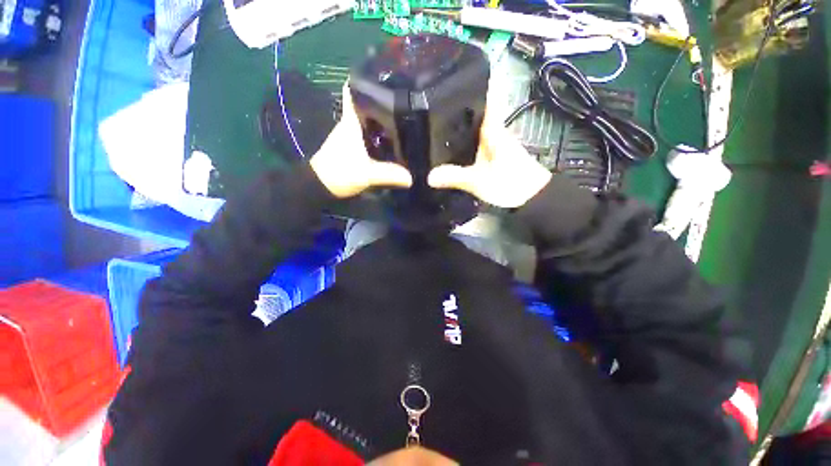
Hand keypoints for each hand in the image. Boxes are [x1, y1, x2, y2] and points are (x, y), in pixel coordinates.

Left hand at [310, 83, 412, 197]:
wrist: (321, 186)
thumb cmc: (340, 172)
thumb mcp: (366, 174)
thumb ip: (388, 174)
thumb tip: (412, 177)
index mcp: (351, 123)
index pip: (354, 92)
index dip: (365, 79)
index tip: (384, 74)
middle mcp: (351, 124)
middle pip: (366, 105)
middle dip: (382, 99)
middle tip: (405, 97)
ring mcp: (351, 135)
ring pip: (368, 119)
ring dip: (382, 116)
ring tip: (404, 114)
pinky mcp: (353, 146)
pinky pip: (369, 133)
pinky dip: (379, 131)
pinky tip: (393, 136)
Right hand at [427, 89, 551, 208]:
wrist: (532, 198)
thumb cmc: (511, 184)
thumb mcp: (481, 181)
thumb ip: (456, 177)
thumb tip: (429, 176)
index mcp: (493, 130)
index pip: (485, 99)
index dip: (473, 84)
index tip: (455, 74)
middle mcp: (493, 133)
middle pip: (474, 113)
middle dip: (456, 105)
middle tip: (431, 101)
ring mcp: (493, 145)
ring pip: (473, 128)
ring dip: (458, 123)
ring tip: (433, 121)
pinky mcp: (492, 156)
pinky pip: (474, 143)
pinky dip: (462, 141)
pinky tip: (449, 146)